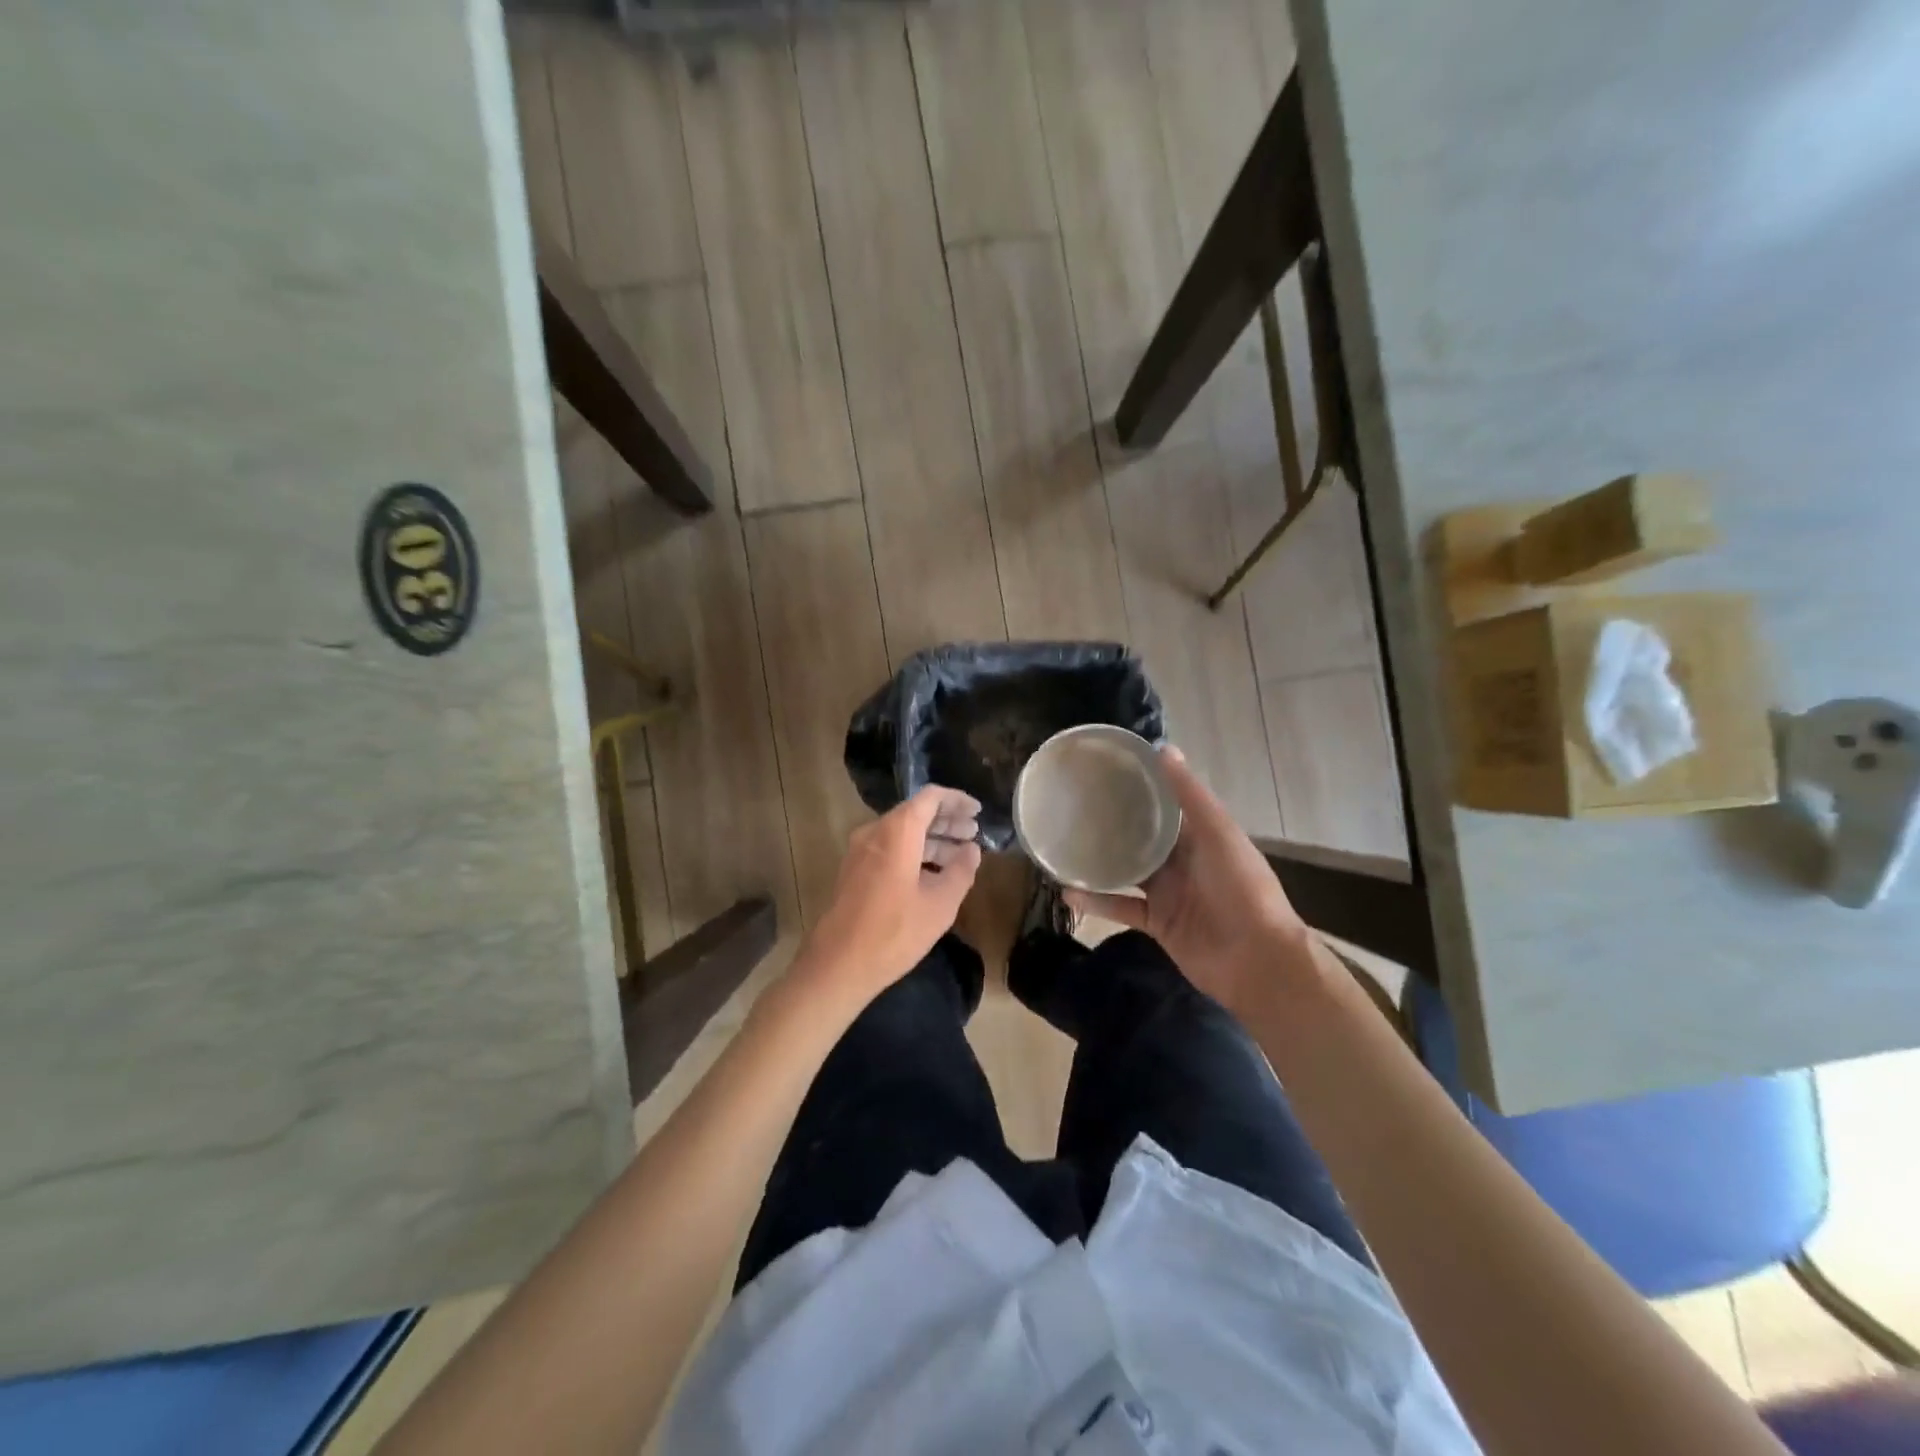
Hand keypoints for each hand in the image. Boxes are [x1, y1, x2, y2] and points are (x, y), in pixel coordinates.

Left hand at [794, 786, 982, 1008]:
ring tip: (960, 856)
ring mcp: (860, 851)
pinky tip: (934, 874)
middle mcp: (875, 832)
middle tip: (973, 833)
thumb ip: (961, 871)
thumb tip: (972, 850)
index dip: (957, 800)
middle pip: (915, 813)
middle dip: (947, 822)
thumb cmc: (894, 932)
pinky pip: (889, 849)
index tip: (978, 811)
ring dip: (932, 840)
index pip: (930, 797)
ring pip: (902, 833)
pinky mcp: (854, 870)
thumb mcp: (940, 904)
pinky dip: (914, 853)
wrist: (838, 964)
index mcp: (897, 832)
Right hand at [1065, 746, 1310, 1017]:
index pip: (1166, 805)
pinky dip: (1096, 900)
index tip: (1105, 771)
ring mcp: (1168, 894)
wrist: (1256, 962)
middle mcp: (1183, 861)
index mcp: (1201, 836)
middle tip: (1074, 805)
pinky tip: (1068, 891)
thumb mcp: (1218, 834)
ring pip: (1126, 871)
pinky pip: (1120, 907)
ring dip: (1099, 861)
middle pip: (1142, 837)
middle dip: (1113, 823)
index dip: (1141, 788)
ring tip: (1063, 844)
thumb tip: (1163, 749)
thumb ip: (1190, 796)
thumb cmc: (1242, 889)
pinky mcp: (1156, 923)